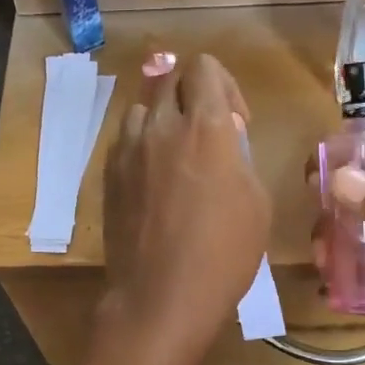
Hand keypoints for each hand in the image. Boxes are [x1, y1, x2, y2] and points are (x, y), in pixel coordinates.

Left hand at [106, 51, 269, 353]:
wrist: (161, 296)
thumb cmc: (223, 254)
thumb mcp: (256, 201)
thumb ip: (239, 155)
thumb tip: (224, 136)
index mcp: (204, 127)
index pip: (204, 67)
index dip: (224, 86)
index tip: (235, 123)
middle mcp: (160, 127)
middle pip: (171, 79)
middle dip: (194, 96)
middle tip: (208, 136)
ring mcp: (127, 150)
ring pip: (143, 108)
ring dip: (163, 119)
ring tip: (176, 155)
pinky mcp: (108, 175)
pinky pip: (125, 140)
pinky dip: (142, 144)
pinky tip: (153, 179)